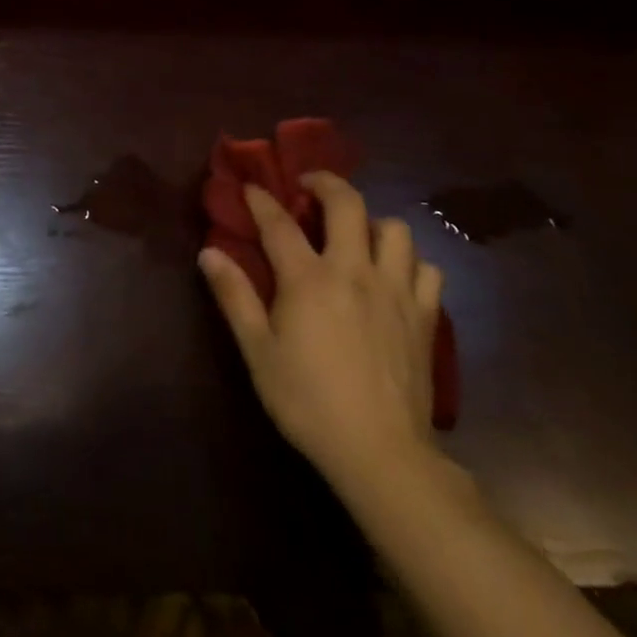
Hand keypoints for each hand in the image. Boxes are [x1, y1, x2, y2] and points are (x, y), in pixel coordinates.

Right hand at [198, 173, 443, 497]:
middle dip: (326, 183)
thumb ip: (234, 297)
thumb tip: (209, 253)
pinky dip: (410, 262)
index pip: (279, 222)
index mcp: (309, 278)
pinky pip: (427, 268)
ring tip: (357, 236)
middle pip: (347, 203)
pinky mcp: (425, 315)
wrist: (381, 453)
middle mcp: (354, 270)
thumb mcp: (258, 352)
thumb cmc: (308, 402)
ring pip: (395, 229)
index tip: (251, 187)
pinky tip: (394, 276)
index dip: (261, 199)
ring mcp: (396, 290)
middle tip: (309, 188)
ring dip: (373, 223)